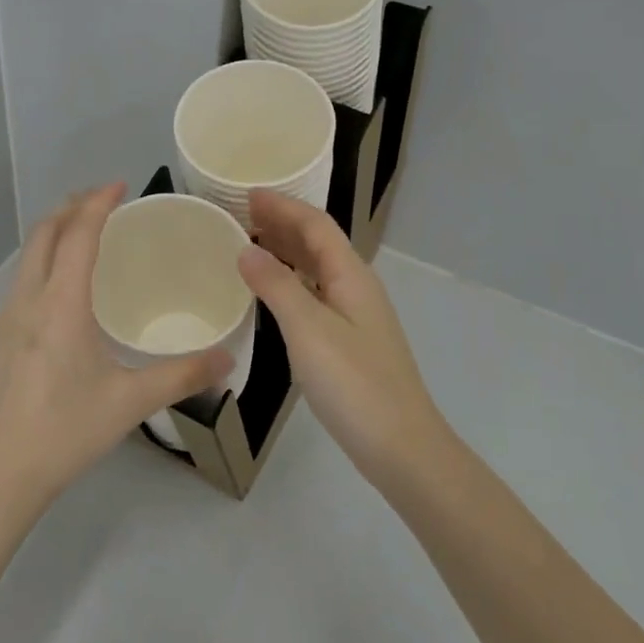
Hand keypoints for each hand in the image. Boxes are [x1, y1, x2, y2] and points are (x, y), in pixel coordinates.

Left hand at [0, 184, 230, 518]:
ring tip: (85, 231)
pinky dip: (45, 258)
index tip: (120, 184)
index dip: (98, 203)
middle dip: (72, 207)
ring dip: (55, 231)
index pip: (78, 235)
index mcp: (60, 304)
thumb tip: (228, 360)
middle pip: (44, 233)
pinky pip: (23, 278)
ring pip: (28, 254)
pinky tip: (64, 284)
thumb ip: (182, 376)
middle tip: (105, 200)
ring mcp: (6, 318)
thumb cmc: (65, 432)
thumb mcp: (129, 402)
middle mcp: (27, 300)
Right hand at [237, 188, 447, 486]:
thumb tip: (246, 249)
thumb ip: (276, 286)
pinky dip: (291, 282)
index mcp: (352, 275)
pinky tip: (273, 294)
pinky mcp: (351, 341)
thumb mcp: (308, 330)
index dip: (283, 206)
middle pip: (319, 242)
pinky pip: (316, 294)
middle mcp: (357, 287)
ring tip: (250, 245)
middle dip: (283, 223)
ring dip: (286, 251)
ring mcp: (356, 315)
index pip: (316, 224)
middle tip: (241, 215)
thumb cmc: (354, 384)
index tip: (247, 195)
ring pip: (317, 269)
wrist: (402, 447)